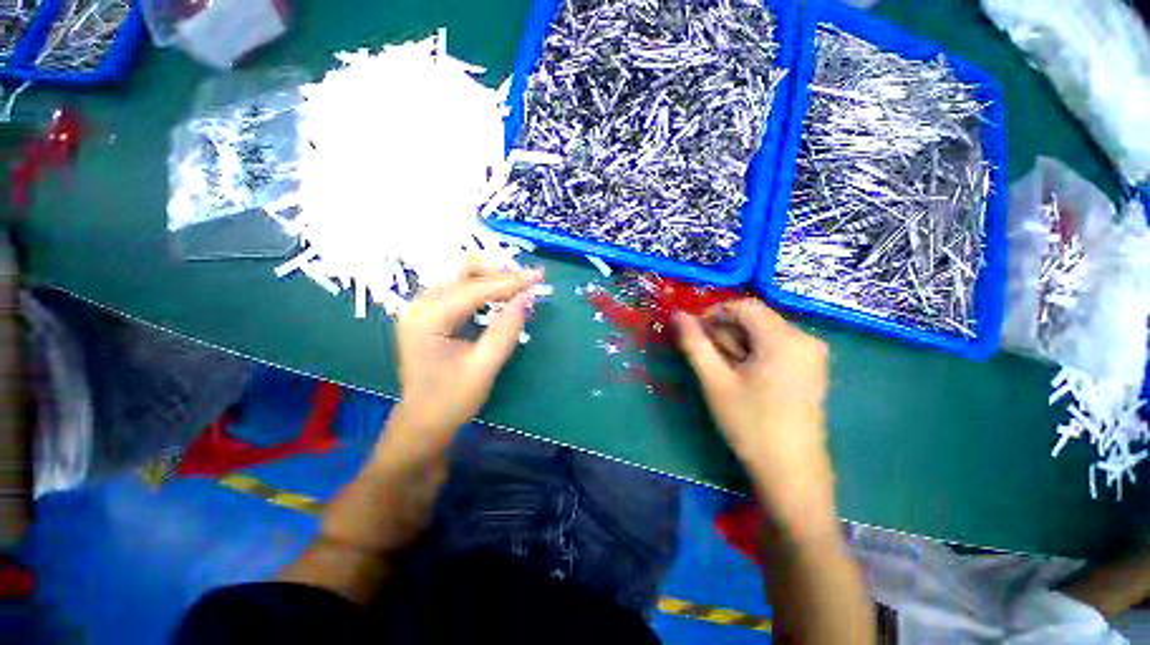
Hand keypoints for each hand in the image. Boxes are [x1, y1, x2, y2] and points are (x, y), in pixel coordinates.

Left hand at [390, 263, 543, 449]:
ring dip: (493, 280)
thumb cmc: (451, 400)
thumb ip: (506, 330)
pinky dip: (484, 291)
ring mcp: (423, 307)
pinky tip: (501, 298)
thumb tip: (528, 297)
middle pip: (465, 273)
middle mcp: (421, 304)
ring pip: (463, 278)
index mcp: (429, 317)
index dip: (510, 281)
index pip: (475, 288)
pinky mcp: (431, 314)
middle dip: (500, 275)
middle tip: (529, 284)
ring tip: (519, 289)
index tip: (539, 275)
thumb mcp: (484, 367)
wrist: (423, 422)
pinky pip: (461, 291)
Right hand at [674, 299, 835, 533]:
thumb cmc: (750, 424)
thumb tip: (677, 315)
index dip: (714, 313)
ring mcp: (813, 355)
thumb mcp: (715, 381)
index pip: (744, 306)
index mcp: (785, 339)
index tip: (694, 333)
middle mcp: (805, 339)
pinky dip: (753, 353)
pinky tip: (744, 377)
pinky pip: (776, 346)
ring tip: (724, 372)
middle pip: (755, 319)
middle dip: (726, 333)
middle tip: (708, 359)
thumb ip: (694, 344)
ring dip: (737, 344)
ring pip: (764, 333)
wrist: (791, 473)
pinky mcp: (812, 369)